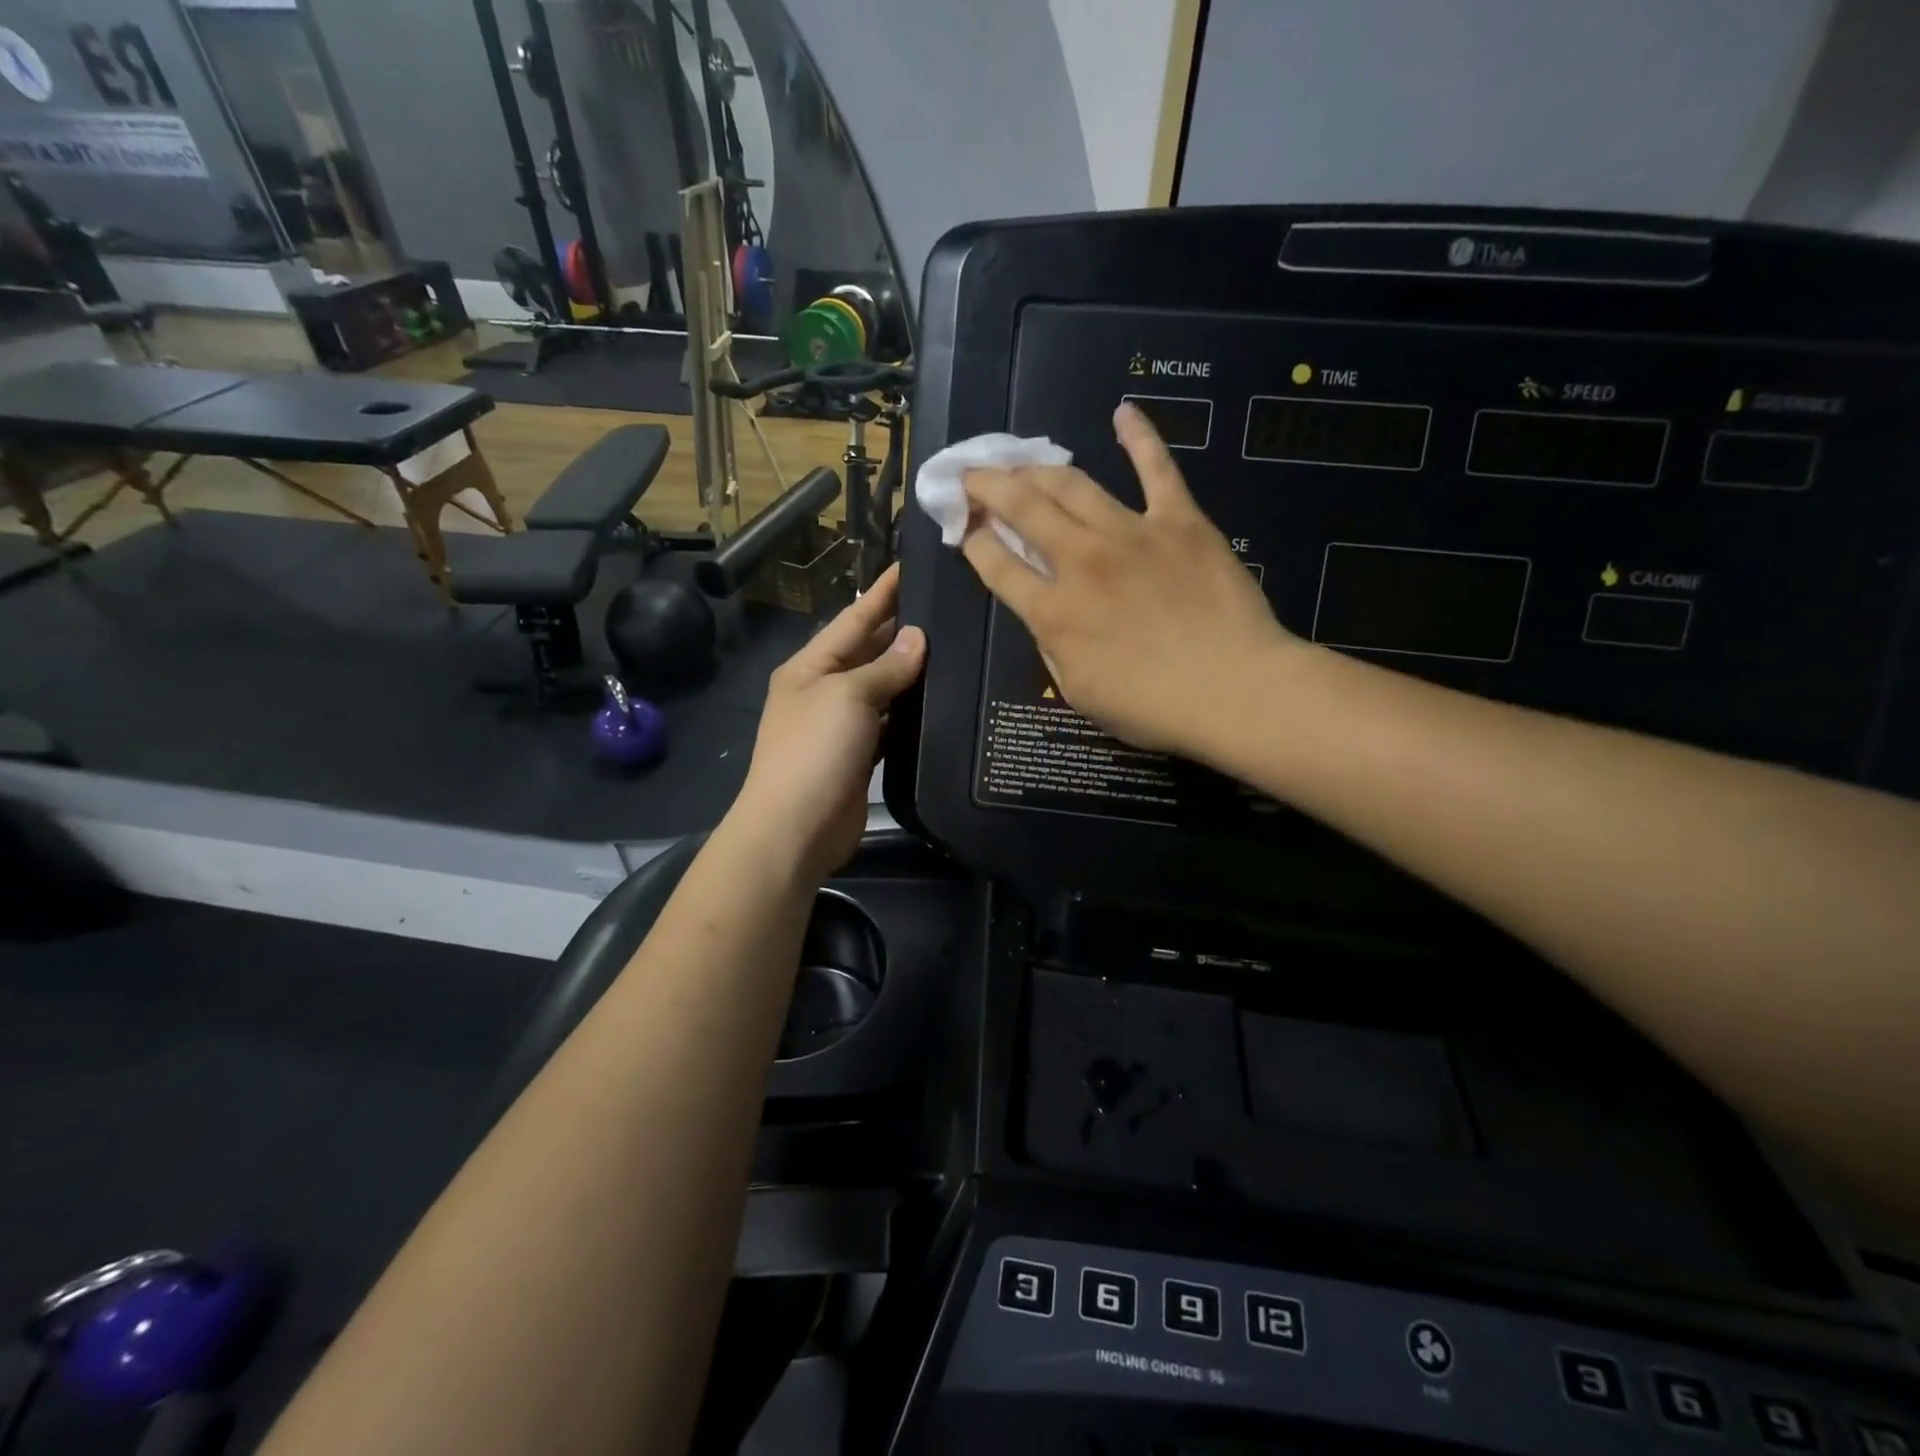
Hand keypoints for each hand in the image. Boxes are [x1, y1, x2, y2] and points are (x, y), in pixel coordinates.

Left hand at [734, 564, 925, 882]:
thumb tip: (917, 638)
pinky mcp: (859, 758)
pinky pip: (889, 726)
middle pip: (867, 652)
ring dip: (910, 674)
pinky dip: (910, 714)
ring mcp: (840, 727)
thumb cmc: (814, 750)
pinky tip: (940, 702)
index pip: (852, 619)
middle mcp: (823, 691)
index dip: (882, 593)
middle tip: (946, 607)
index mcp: (809, 667)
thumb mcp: (848, 697)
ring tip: (954, 649)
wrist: (796, 829)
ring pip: (882, 690)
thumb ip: (884, 668)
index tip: (911, 565)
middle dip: (900, 630)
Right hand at [961, 402, 1300, 757]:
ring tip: (1019, 459)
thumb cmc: (1153, 707)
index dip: (974, 541)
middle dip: (988, 487)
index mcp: (1053, 612)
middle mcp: (1081, 561)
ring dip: (1037, 467)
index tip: (966, 529)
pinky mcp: (1179, 520)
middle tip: (972, 476)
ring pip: (1072, 484)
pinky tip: (1123, 412)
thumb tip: (1044, 613)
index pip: (996, 564)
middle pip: (1022, 508)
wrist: (1234, 690)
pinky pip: (1156, 468)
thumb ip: (1053, 647)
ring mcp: (1130, 533)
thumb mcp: (1080, 693)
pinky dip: (1140, 436)